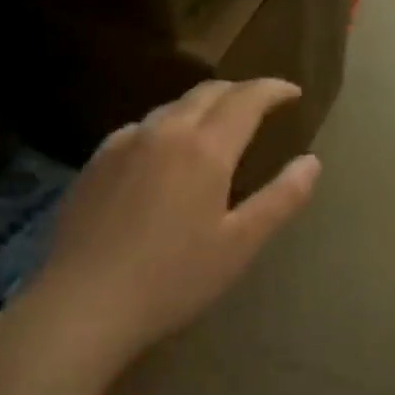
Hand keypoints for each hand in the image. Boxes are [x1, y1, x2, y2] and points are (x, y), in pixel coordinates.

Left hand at [25, 78, 320, 361]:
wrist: (83, 304)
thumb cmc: (174, 277)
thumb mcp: (241, 244)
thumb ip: (281, 198)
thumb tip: (312, 162)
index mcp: (205, 148)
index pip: (246, 98)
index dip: (273, 90)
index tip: (293, 93)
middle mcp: (163, 132)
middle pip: (207, 92)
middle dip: (240, 91)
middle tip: (262, 104)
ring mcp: (123, 144)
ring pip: (172, 107)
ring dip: (204, 106)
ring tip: (219, 126)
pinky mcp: (95, 163)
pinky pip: (141, 128)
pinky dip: (168, 126)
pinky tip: (166, 153)